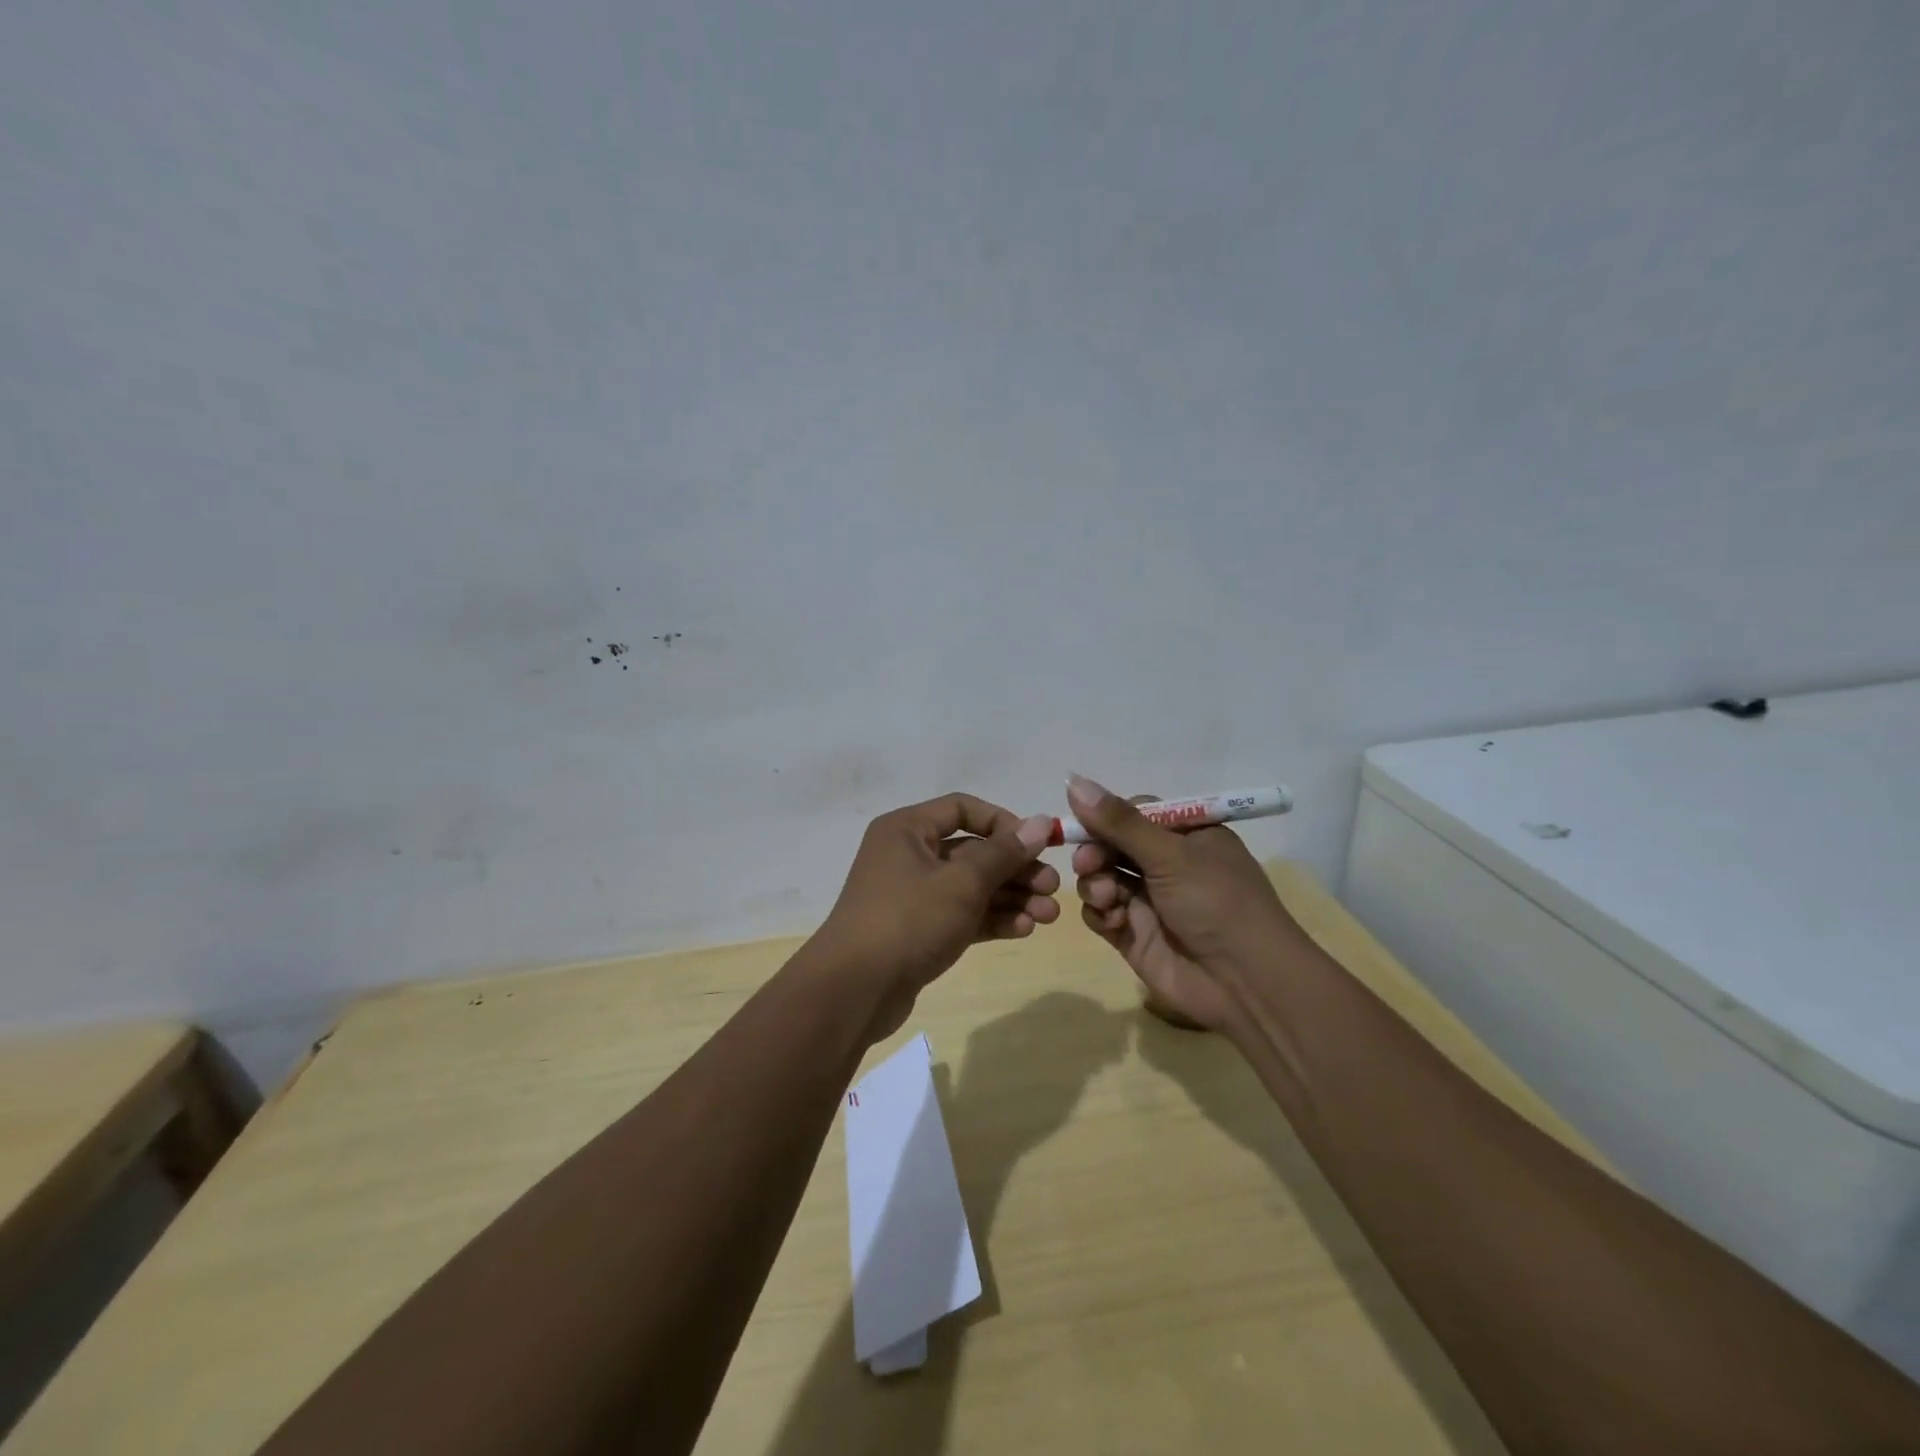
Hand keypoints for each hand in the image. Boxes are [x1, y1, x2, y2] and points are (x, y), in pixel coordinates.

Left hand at [810, 794, 1058, 1040]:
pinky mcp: (918, 930)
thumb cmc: (909, 920)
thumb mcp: (963, 882)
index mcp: (908, 829)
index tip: (1038, 844)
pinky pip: (961, 914)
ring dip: (1010, 897)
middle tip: (1053, 888)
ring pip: (970, 887)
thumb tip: (1041, 822)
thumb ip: (1004, 852)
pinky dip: (991, 919)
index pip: (963, 809)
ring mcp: (912, 895)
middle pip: (972, 851)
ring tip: (1049, 915)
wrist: (854, 991)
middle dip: (1016, 869)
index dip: (1004, 822)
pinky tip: (1024, 929)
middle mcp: (908, 855)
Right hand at [1067, 775, 1301, 1033]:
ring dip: (1096, 883)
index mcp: (1187, 836)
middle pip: (1111, 845)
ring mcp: (1148, 900)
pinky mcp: (1133, 934)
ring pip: (1101, 877)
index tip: (1083, 822)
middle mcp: (1167, 864)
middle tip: (1088, 864)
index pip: (1134, 813)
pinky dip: (1101, 912)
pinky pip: (1101, 912)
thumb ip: (1119, 822)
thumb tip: (1072, 779)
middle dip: (1095, 852)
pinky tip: (1115, 920)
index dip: (1106, 817)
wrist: (1244, 983)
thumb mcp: (1171, 855)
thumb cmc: (1217, 903)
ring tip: (1109, 898)